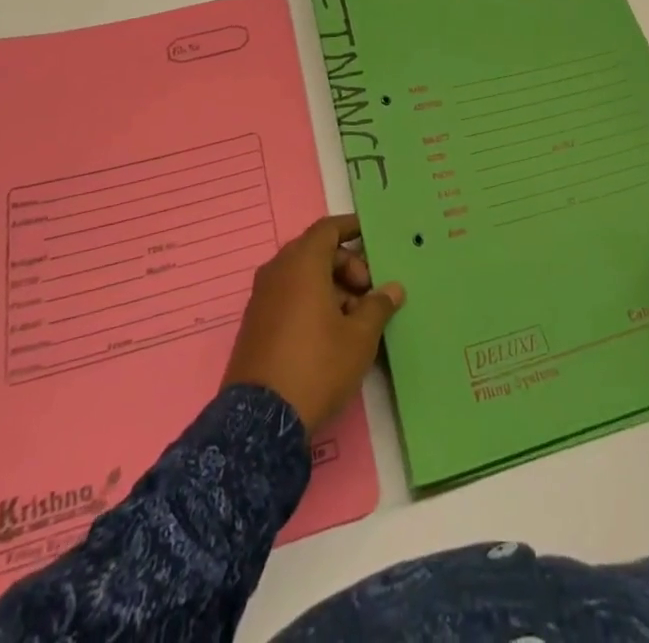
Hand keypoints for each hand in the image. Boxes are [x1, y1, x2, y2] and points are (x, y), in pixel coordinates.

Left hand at [222, 215, 404, 432]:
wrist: (261, 421)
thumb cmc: (317, 365)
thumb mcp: (359, 337)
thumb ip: (378, 306)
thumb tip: (393, 288)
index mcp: (302, 263)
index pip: (328, 229)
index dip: (350, 227)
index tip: (370, 235)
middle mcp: (277, 271)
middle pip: (315, 251)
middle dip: (346, 265)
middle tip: (368, 292)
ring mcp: (262, 298)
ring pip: (301, 275)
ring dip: (330, 286)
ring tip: (353, 318)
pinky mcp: (255, 324)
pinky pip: (287, 296)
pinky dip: (310, 301)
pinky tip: (329, 333)